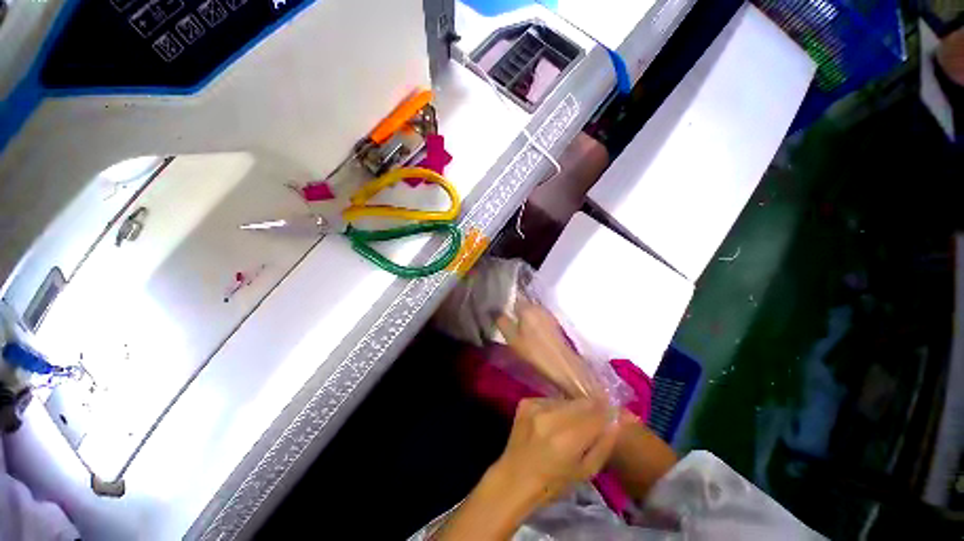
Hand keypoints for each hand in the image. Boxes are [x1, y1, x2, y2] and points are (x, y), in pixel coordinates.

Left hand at [493, 397, 620, 506]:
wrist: (515, 477)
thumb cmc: (553, 483)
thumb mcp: (586, 471)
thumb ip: (604, 444)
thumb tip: (618, 420)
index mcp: (568, 438)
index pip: (597, 414)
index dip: (608, 411)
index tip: (615, 411)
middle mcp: (551, 416)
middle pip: (581, 403)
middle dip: (592, 408)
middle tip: (596, 416)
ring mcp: (536, 406)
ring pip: (565, 400)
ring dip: (573, 408)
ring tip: (570, 423)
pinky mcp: (526, 402)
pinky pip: (549, 399)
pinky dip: (555, 408)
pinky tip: (551, 422)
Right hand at [496, 300, 601, 398]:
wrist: (563, 365)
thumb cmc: (534, 351)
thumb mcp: (512, 338)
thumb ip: (501, 321)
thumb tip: (493, 309)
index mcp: (527, 307)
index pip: (513, 297)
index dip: (505, 302)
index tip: (498, 309)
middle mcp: (538, 306)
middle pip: (523, 302)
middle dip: (514, 308)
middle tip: (506, 317)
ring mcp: (548, 314)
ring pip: (531, 310)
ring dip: (524, 315)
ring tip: (516, 324)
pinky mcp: (554, 323)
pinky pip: (538, 317)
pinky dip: (532, 321)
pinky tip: (529, 330)